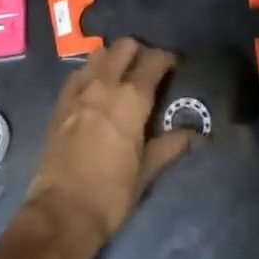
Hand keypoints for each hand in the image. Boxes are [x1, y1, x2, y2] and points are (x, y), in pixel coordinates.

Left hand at [22, 38, 197, 258]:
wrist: (62, 211)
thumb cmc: (112, 194)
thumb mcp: (147, 170)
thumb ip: (171, 145)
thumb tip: (197, 134)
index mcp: (132, 98)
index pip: (154, 60)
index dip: (167, 59)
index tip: (174, 67)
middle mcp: (105, 84)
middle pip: (125, 46)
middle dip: (140, 51)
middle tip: (148, 70)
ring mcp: (79, 89)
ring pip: (99, 53)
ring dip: (114, 57)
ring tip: (122, 75)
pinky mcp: (60, 100)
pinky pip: (79, 72)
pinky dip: (92, 71)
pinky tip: (97, 88)